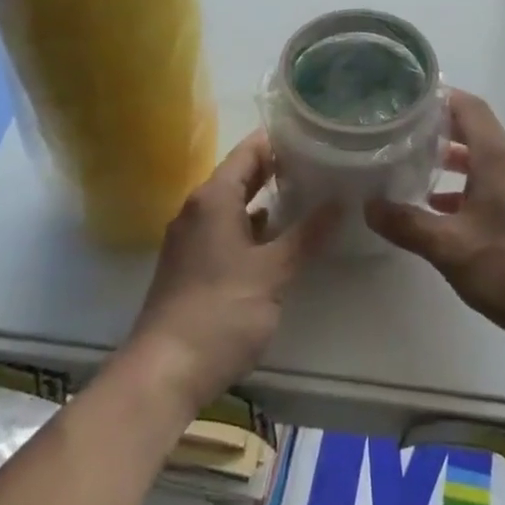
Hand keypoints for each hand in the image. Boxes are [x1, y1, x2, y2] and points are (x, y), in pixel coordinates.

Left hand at [122, 131, 333, 413]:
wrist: (165, 372)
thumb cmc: (220, 311)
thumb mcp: (272, 271)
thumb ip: (307, 234)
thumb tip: (340, 201)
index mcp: (213, 198)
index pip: (249, 151)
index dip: (280, 139)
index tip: (316, 133)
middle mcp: (198, 209)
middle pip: (241, 175)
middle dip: (278, 168)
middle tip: (322, 161)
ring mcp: (192, 239)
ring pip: (234, 204)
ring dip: (267, 199)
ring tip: (310, 194)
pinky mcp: (192, 266)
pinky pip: (227, 230)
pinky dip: (254, 227)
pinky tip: (281, 238)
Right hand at [365, 91, 504, 351]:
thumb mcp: (449, 247)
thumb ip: (407, 224)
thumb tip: (370, 206)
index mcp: (499, 156)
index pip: (467, 106)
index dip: (437, 98)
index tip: (404, 103)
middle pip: (476, 129)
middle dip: (439, 130)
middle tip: (400, 135)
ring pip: (486, 158)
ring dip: (454, 161)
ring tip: (415, 171)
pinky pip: (498, 181)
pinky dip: (470, 185)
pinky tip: (445, 211)